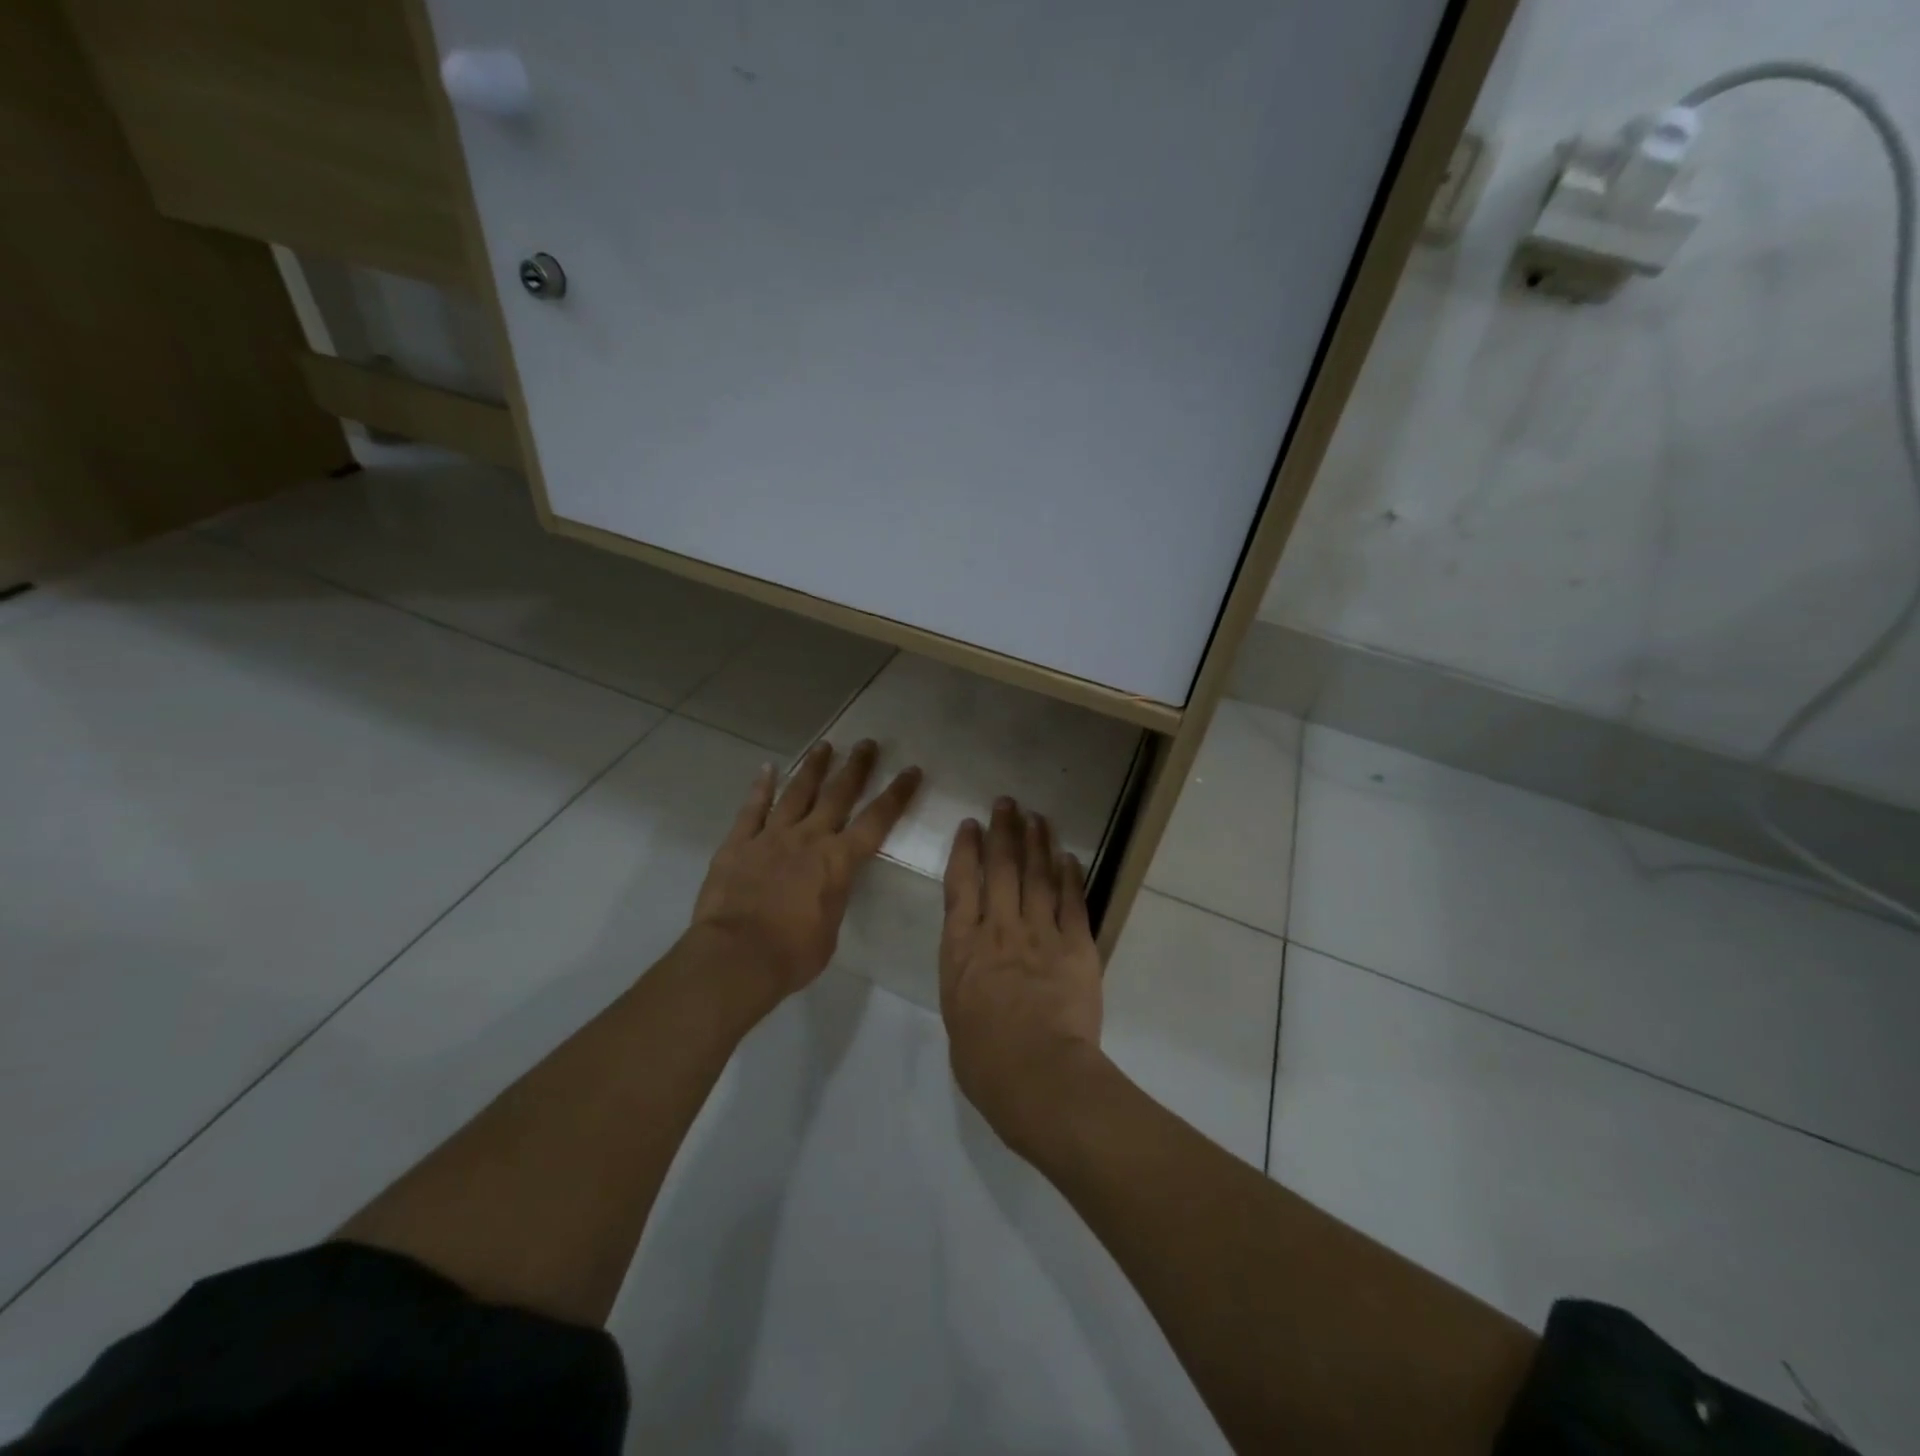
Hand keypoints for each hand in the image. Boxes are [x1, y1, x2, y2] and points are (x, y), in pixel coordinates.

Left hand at [691, 739, 921, 997]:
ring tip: (825, 746)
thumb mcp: (829, 929)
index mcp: (838, 861)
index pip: (876, 821)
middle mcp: (809, 838)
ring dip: (813, 768)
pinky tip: (768, 768)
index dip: (896, 795)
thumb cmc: (792, 954)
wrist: (736, 956)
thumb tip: (828, 888)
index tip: (910, 770)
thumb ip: (832, 898)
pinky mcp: (738, 843)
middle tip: (868, 744)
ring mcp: (771, 836)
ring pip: (797, 792)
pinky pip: (752, 809)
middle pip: (838, 795)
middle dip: (856, 768)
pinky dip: (761, 787)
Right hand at [939, 797, 1105, 1155]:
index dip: (966, 850)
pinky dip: (1070, 876)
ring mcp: (1039, 933)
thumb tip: (975, 968)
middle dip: (1003, 831)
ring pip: (1037, 876)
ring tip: (1036, 816)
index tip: (971, 825)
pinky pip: (1072, 902)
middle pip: (1001, 868)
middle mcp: (998, 928)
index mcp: (962, 946)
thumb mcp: (956, 1013)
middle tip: (1007, 803)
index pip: (961, 884)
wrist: (1037, 1073)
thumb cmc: (985, 1059)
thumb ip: (965, 979)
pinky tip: (1068, 857)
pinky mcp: (1075, 945)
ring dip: (1036, 843)